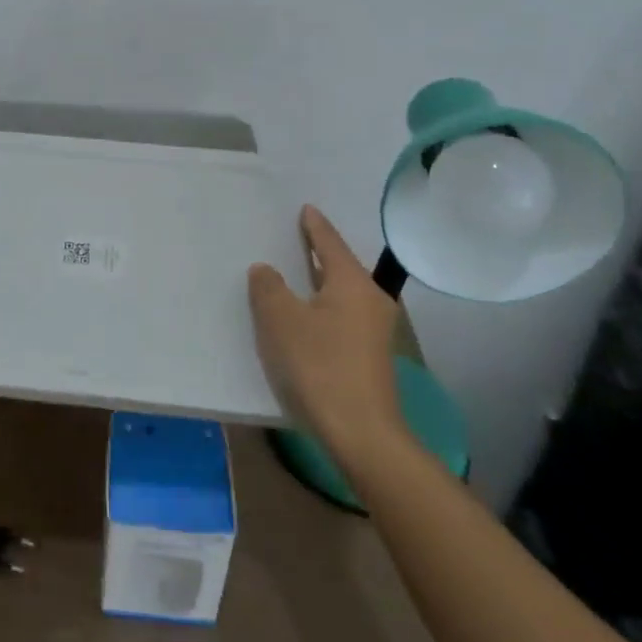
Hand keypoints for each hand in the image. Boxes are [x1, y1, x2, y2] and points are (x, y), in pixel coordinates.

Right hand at [248, 205, 408, 461]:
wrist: (361, 433)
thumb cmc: (319, 365)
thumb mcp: (281, 321)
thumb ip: (269, 288)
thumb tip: (266, 270)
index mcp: (352, 283)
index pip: (330, 242)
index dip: (314, 225)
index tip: (306, 208)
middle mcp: (371, 299)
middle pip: (341, 266)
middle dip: (318, 252)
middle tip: (295, 237)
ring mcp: (375, 330)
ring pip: (343, 293)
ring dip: (320, 283)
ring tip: (296, 275)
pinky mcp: (370, 356)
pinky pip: (343, 316)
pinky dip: (324, 307)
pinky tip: (306, 316)